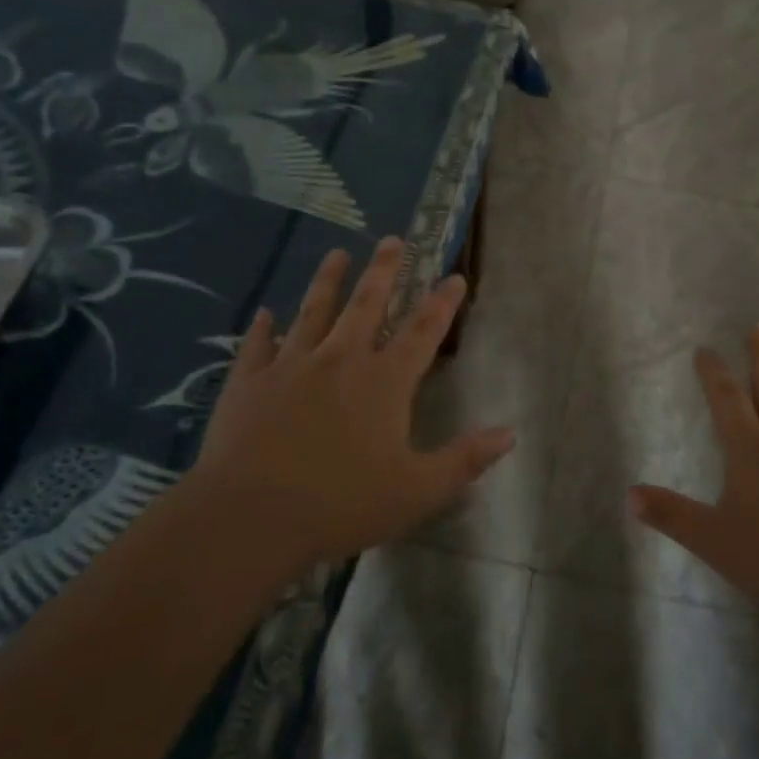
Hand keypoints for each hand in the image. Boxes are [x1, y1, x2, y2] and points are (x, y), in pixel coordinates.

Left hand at [184, 238, 515, 571]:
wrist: (249, 517)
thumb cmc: (341, 504)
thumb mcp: (417, 490)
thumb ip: (464, 460)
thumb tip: (509, 434)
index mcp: (383, 383)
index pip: (422, 332)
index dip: (442, 303)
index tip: (454, 276)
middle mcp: (340, 361)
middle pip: (366, 305)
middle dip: (383, 271)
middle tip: (392, 240)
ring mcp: (290, 367)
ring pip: (313, 312)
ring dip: (327, 281)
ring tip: (337, 253)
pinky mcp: (248, 383)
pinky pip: (258, 347)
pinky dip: (262, 329)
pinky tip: (264, 314)